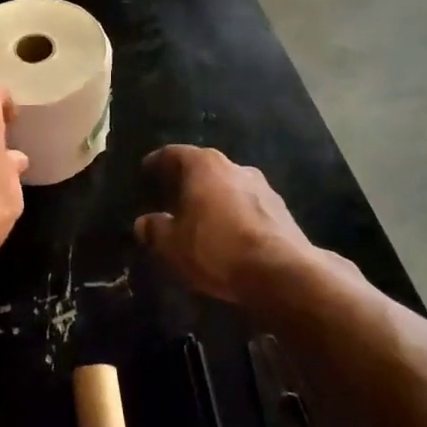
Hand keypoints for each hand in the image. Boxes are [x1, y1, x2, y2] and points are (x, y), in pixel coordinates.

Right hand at [134, 145, 313, 304]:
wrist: (282, 272)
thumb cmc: (217, 248)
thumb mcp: (173, 245)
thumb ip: (155, 230)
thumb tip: (144, 222)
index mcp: (205, 165)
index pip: (174, 153)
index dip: (157, 162)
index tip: (145, 171)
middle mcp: (235, 167)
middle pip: (204, 168)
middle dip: (186, 182)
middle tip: (169, 198)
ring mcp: (264, 187)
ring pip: (228, 187)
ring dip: (213, 200)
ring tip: (198, 219)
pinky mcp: (282, 211)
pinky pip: (247, 207)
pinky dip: (233, 216)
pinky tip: (226, 236)